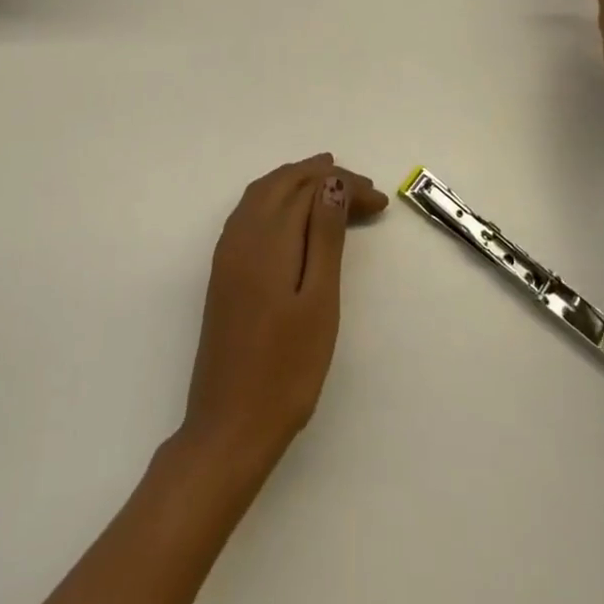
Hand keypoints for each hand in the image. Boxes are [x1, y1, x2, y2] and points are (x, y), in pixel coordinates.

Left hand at [181, 155, 387, 465]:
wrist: (230, 426)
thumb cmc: (286, 369)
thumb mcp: (319, 302)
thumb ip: (325, 237)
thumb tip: (332, 182)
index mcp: (268, 239)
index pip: (309, 189)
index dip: (345, 186)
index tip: (380, 201)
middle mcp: (242, 234)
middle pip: (284, 184)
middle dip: (322, 176)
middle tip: (364, 189)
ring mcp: (228, 252)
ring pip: (263, 193)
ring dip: (297, 182)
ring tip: (330, 184)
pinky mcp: (223, 271)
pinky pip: (250, 211)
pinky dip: (276, 198)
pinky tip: (292, 214)